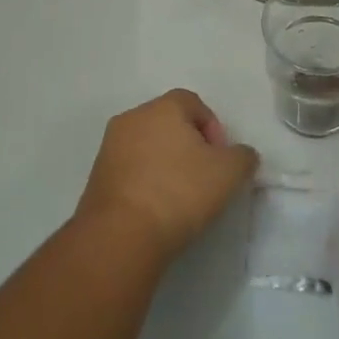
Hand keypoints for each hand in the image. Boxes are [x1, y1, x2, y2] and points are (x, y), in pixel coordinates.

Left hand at [76, 89, 258, 266]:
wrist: (120, 235)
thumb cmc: (179, 191)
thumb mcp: (228, 172)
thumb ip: (243, 156)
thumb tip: (241, 155)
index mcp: (163, 107)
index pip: (193, 103)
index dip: (213, 128)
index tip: (220, 159)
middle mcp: (132, 117)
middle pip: (168, 123)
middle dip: (189, 145)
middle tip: (204, 176)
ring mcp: (109, 147)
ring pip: (147, 146)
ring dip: (165, 164)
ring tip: (180, 196)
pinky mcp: (96, 177)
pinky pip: (130, 170)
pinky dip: (145, 181)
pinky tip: (156, 208)